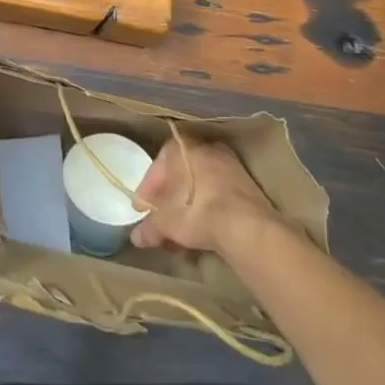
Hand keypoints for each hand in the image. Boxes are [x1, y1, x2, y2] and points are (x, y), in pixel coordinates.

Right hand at [131, 137, 279, 255]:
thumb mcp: (166, 222)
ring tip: (180, 233)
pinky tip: (203, 230)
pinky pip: (218, 194)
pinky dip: (208, 210)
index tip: (143, 209)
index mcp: (182, 146)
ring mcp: (229, 165)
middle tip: (160, 221)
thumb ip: (150, 227)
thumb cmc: (197, 212)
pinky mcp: (247, 185)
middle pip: (180, 174)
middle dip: (169, 200)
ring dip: (189, 207)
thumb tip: (136, 237)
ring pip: (200, 185)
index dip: (148, 189)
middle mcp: (206, 148)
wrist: (246, 226)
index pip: (158, 164)